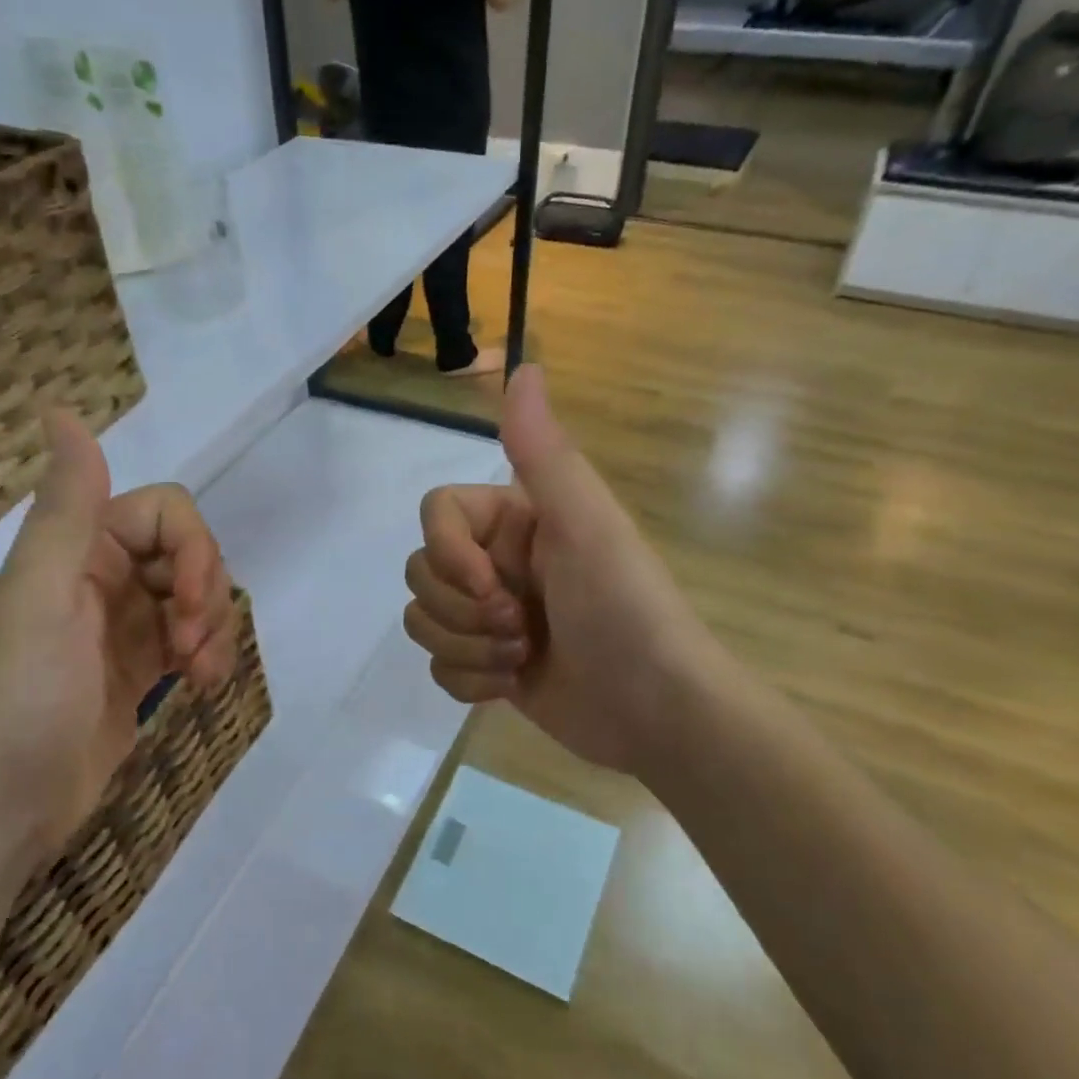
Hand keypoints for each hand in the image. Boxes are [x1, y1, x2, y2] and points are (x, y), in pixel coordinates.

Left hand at [0, 409, 237, 859]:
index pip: (167, 513)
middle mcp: (101, 577)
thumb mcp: (40, 598)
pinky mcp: (138, 668)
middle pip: (189, 554)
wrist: (0, 812)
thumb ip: (65, 509)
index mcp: (76, 550)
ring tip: (201, 675)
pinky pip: (191, 639)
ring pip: (196, 597)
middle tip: (191, 647)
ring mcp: (122, 625)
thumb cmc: (18, 700)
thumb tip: (59, 409)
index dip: (194, 549)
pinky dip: (208, 655)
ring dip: (213, 629)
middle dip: (206, 595)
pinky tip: (203, 687)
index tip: (188, 603)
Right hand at [403, 366, 720, 780]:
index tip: (489, 583)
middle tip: (521, 626)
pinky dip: (469, 680)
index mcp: (516, 521)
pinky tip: (511, 685)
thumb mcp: (587, 525)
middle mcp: (497, 563)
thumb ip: (545, 452)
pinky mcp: (488, 667)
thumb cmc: (624, 610)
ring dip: (466, 647)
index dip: (447, 552)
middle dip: (462, 610)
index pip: (436, 513)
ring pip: (423, 620)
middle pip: (421, 572)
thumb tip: (524, 366)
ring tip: (520, 658)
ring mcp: (490, 618)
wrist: (657, 711)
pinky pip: (438, 665)